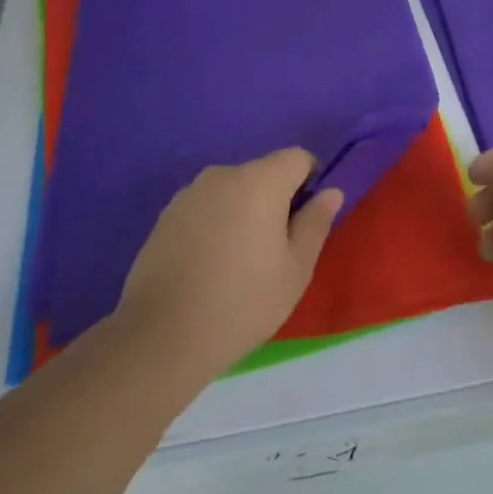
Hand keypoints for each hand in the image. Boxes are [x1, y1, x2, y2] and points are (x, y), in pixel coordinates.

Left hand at [112, 148, 341, 379]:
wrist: (163, 336)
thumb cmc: (244, 301)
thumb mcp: (296, 268)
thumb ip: (316, 222)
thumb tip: (330, 192)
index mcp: (259, 181)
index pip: (297, 157)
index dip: (310, 181)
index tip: (306, 220)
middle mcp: (221, 175)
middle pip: (262, 173)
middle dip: (275, 199)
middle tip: (275, 249)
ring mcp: (188, 194)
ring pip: (231, 191)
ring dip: (242, 212)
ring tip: (238, 261)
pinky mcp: (164, 217)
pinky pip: (204, 208)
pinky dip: (214, 225)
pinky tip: (209, 265)